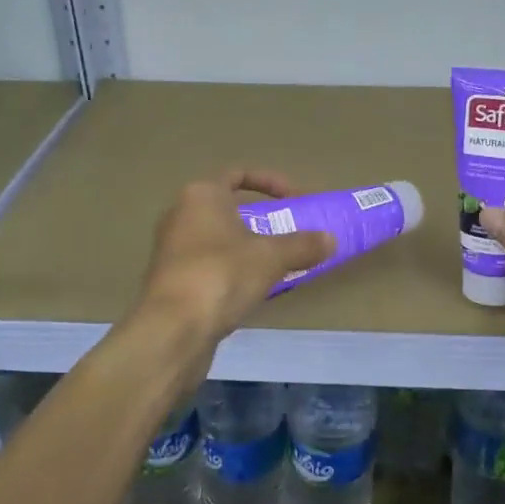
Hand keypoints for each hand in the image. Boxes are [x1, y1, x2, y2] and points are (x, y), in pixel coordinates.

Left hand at [135, 169, 333, 353]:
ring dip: (250, 249)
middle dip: (263, 220)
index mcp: (201, 195)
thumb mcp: (271, 257)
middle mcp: (181, 215)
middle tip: (291, 235)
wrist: (173, 329)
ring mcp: (173, 250)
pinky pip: (212, 266)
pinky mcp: (173, 281)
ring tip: (279, 266)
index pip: (239, 174)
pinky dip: (234, 272)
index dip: (272, 183)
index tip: (298, 201)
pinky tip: (255, 291)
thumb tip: (331, 239)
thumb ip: (303, 245)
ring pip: (221, 240)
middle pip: (230, 209)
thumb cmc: (222, 275)